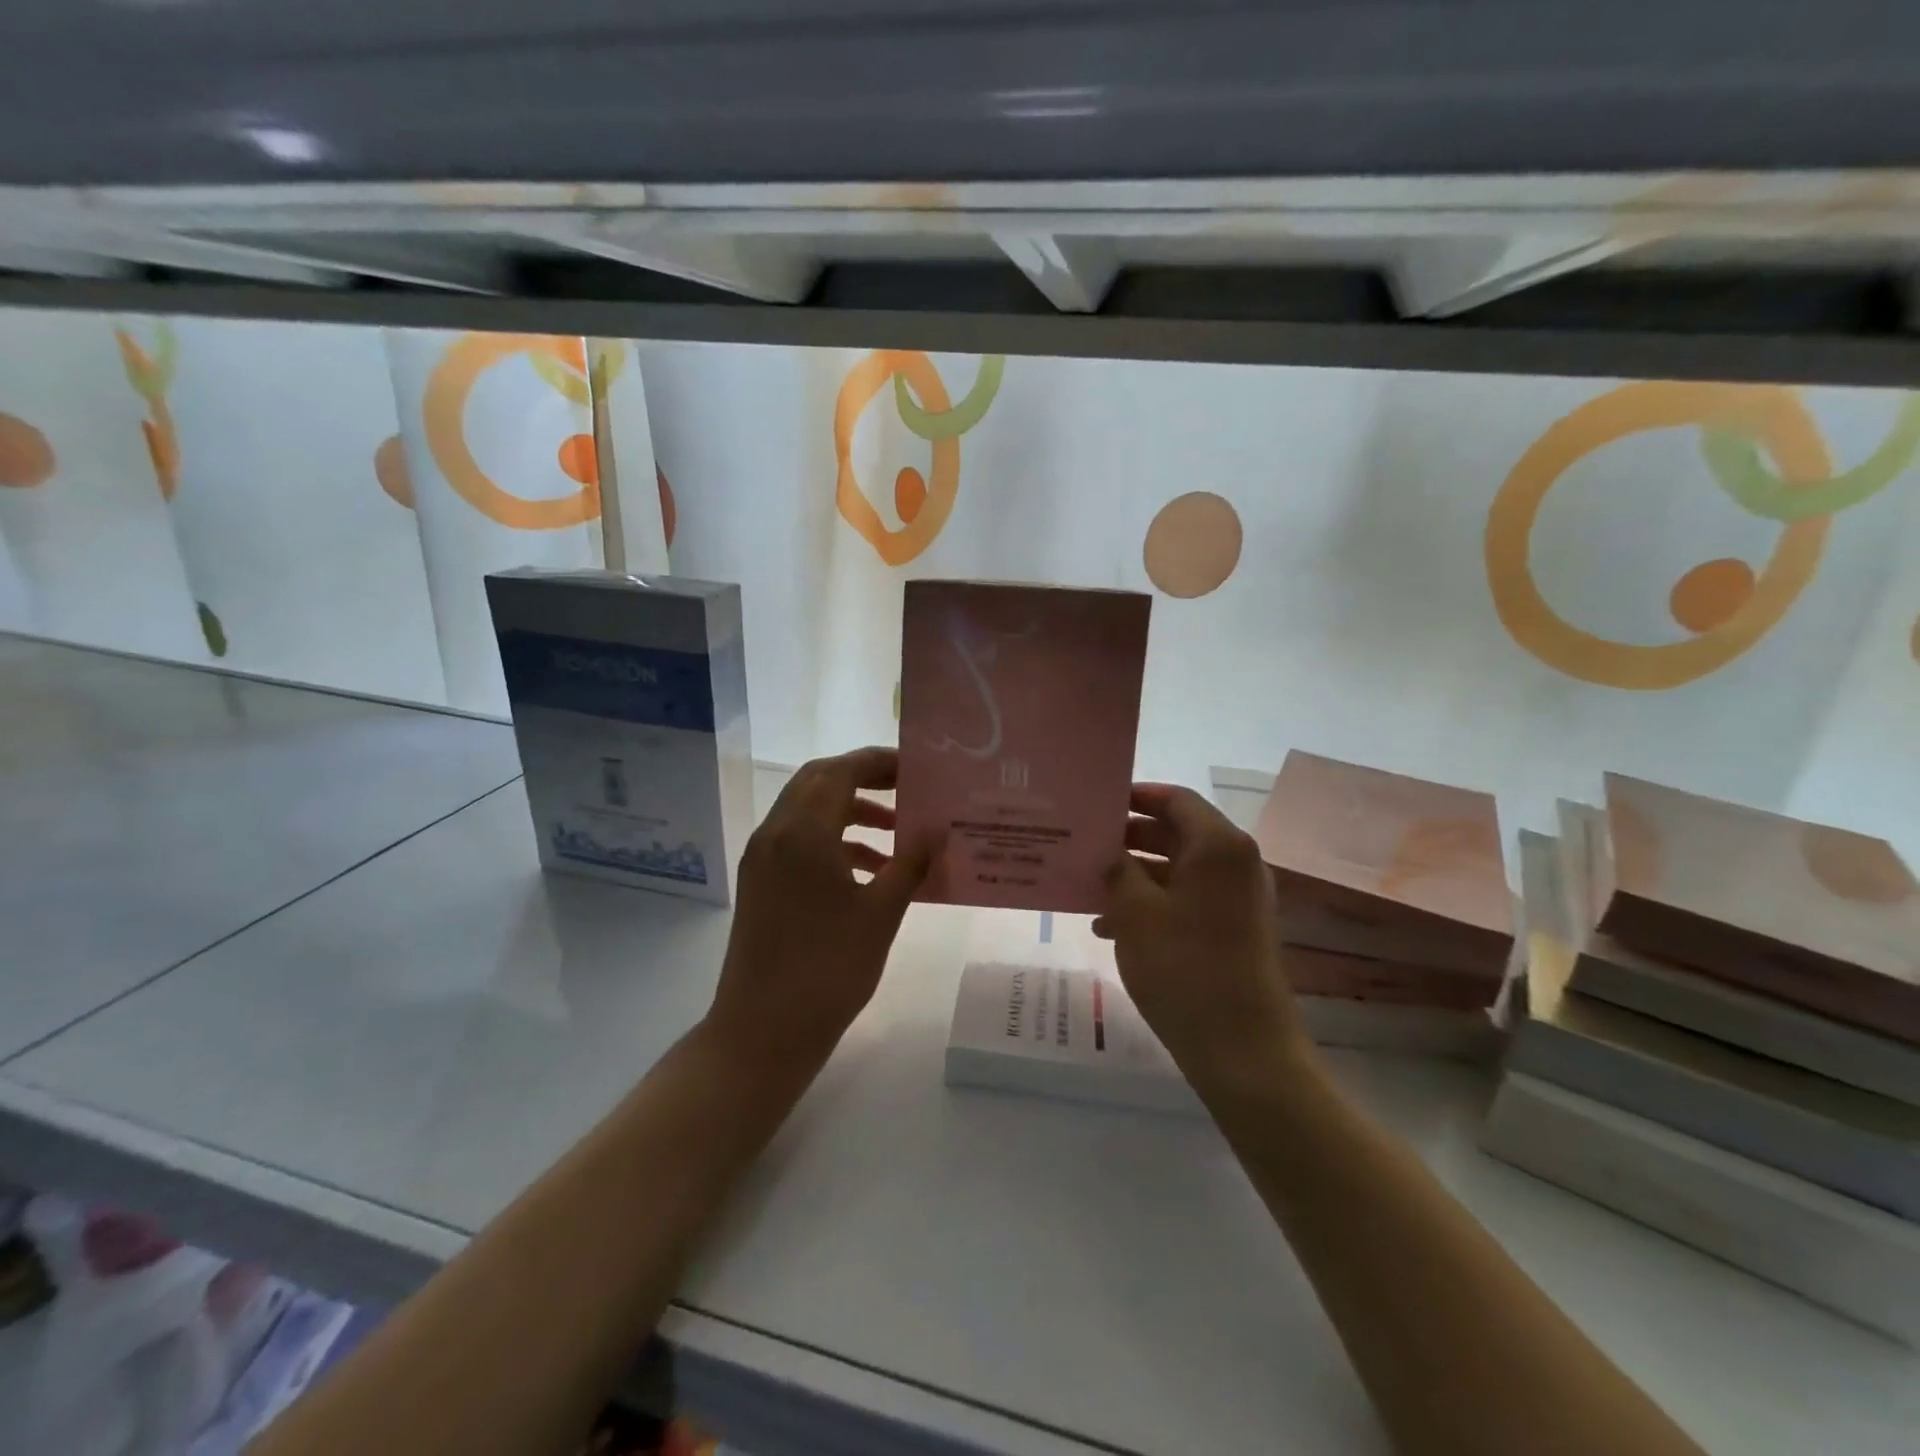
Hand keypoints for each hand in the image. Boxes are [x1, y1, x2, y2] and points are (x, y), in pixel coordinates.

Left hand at [705, 747, 929, 1071]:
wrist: (762, 1031)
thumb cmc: (828, 970)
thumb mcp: (880, 914)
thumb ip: (910, 864)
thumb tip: (937, 831)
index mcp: (803, 833)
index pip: (841, 772)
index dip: (879, 762)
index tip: (917, 768)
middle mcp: (775, 833)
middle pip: (819, 781)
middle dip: (864, 778)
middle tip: (907, 787)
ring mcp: (763, 858)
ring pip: (808, 810)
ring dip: (850, 809)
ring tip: (898, 829)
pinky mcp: (760, 882)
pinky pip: (799, 840)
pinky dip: (833, 839)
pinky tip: (871, 866)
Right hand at [1094, 784, 1302, 1078]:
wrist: (1243, 1050)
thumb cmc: (1185, 969)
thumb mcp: (1136, 914)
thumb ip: (1117, 870)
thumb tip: (1108, 852)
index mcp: (1219, 847)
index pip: (1176, 799)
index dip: (1137, 796)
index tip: (1098, 804)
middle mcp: (1236, 864)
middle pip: (1177, 832)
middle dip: (1129, 838)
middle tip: (1085, 844)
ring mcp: (1238, 899)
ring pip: (1179, 869)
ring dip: (1135, 874)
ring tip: (1088, 888)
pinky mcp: (1234, 930)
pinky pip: (1187, 899)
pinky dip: (1152, 903)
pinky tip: (1109, 926)